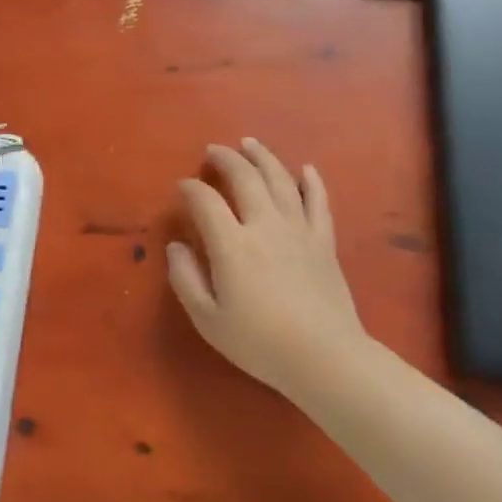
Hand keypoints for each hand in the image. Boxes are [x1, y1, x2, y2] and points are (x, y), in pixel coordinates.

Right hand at [167, 138, 368, 400]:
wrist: (325, 358)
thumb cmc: (259, 343)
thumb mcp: (208, 319)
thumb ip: (185, 279)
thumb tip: (176, 246)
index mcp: (232, 244)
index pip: (206, 201)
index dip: (190, 188)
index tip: (182, 186)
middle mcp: (264, 225)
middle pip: (244, 178)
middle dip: (225, 159)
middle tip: (213, 150)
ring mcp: (298, 230)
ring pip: (280, 180)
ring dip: (262, 157)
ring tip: (249, 143)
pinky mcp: (323, 241)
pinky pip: (318, 202)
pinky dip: (311, 182)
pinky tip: (306, 169)